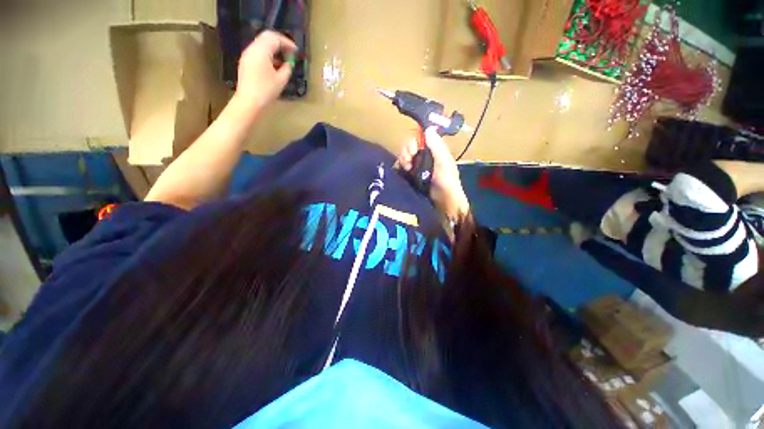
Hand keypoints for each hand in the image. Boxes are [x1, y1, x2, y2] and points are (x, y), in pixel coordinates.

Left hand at [233, 31, 296, 114]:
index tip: (296, 51)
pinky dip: (267, 54)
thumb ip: (287, 68)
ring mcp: (247, 54)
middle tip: (290, 52)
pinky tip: (274, 65)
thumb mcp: (281, 80)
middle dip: (280, 43)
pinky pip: (258, 51)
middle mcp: (253, 48)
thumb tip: (288, 63)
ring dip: (274, 49)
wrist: (248, 101)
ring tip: (283, 60)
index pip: (275, 38)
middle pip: (267, 37)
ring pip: (262, 44)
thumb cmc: (266, 90)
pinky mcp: (246, 61)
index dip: (287, 43)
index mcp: (261, 51)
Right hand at [399, 127, 470, 222]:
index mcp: (433, 151)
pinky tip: (402, 173)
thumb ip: (437, 147)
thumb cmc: (447, 183)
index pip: (418, 139)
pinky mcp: (410, 178)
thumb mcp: (444, 164)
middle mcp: (424, 157)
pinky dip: (399, 169)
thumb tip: (428, 128)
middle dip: (406, 153)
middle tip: (408, 164)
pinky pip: (400, 169)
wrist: (444, 206)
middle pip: (408, 147)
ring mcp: (416, 168)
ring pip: (403, 157)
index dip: (412, 142)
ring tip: (407, 170)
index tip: (413, 151)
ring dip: (402, 161)